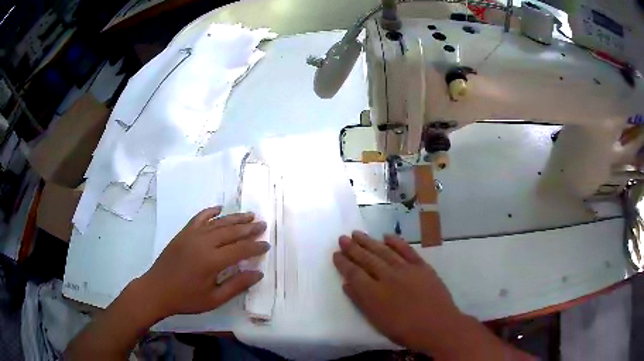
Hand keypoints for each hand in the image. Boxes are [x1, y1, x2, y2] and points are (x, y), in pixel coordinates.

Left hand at [139, 206, 269, 318]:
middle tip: (263, 225)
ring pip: (217, 222)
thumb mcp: (214, 299)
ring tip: (249, 215)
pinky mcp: (183, 233)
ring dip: (235, 218)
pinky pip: (199, 218)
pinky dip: (210, 212)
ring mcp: (191, 235)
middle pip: (231, 231)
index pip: (240, 249)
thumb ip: (237, 285)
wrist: (156, 290)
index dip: (255, 247)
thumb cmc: (186, 298)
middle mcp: (203, 243)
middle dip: (249, 228)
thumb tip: (258, 273)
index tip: (267, 245)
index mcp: (212, 261)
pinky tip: (219, 208)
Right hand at [333, 232, 463, 353]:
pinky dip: (396, 242)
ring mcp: (406, 269)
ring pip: (384, 251)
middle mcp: (388, 277)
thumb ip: (361, 302)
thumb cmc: (405, 330)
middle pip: (367, 259)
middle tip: (343, 238)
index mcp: (375, 293)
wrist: (438, 326)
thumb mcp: (378, 321)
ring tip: (358, 233)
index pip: (354, 273)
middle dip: (353, 248)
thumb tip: (347, 284)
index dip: (344, 263)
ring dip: (370, 241)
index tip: (336, 254)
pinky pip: (407, 250)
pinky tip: (387, 236)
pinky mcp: (422, 266)